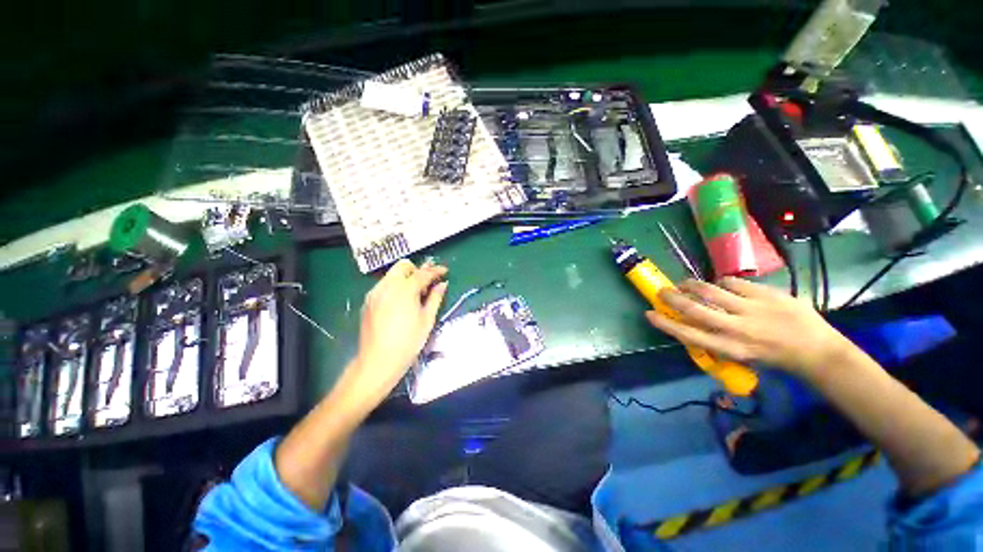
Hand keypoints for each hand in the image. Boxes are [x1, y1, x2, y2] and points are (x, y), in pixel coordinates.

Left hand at [347, 260, 448, 400]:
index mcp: (405, 289)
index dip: (436, 270)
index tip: (445, 271)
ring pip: (392, 275)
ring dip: (405, 278)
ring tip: (414, 295)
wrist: (378, 361)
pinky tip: (400, 303)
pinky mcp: (368, 301)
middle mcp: (387, 286)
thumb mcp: (427, 320)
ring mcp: (375, 292)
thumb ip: (435, 298)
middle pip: (403, 266)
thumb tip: (442, 284)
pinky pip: (384, 285)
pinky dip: (395, 287)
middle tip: (426, 284)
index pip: (423, 273)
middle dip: (417, 270)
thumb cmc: (408, 342)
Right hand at [645, 277, 854, 376]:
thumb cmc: (773, 358)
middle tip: (662, 291)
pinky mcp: (766, 294)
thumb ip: (715, 340)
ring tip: (686, 283)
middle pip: (694, 308)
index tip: (649, 313)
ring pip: (711, 291)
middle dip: (673, 298)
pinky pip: (733, 282)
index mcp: (729, 348)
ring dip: (692, 285)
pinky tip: (722, 285)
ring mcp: (752, 309)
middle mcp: (736, 329)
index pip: (688, 334)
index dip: (665, 323)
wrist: (817, 350)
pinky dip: (722, 283)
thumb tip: (691, 324)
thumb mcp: (741, 356)